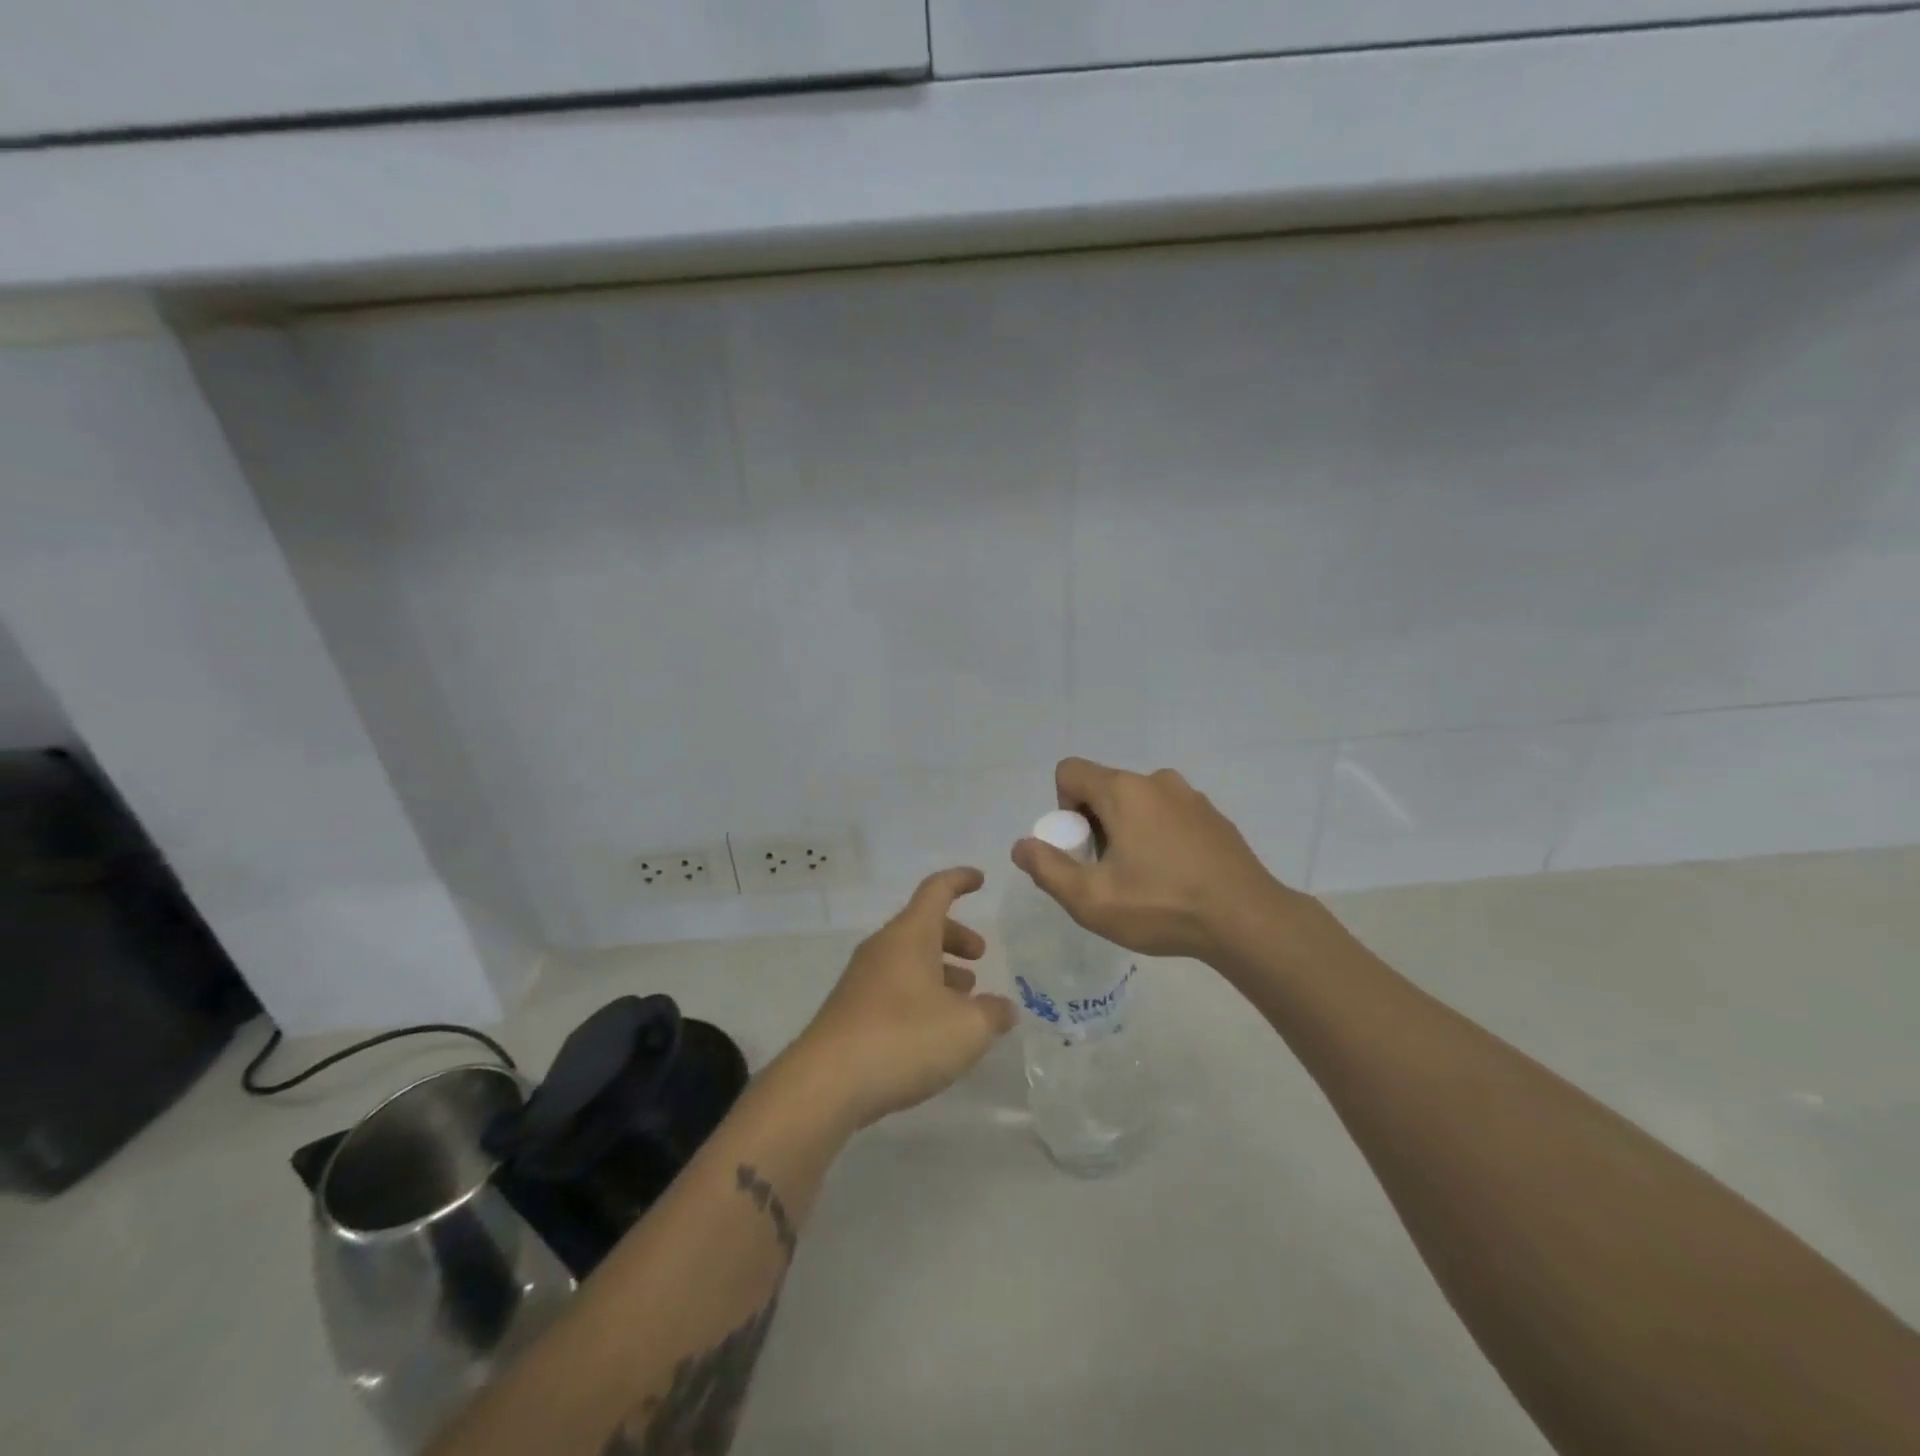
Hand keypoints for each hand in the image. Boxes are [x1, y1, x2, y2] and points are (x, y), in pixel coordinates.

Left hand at [790, 867, 1016, 1130]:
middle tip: (980, 956)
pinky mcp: (850, 1012)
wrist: (827, 1084)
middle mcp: (883, 948)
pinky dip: (920, 994)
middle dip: (955, 936)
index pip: (936, 890)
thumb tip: (1004, 1008)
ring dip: (938, 969)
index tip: (980, 879)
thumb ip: (993, 1014)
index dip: (960, 880)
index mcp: (910, 935)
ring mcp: (862, 980)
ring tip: (965, 999)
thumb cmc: (904, 1039)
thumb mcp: (967, 1028)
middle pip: (922, 926)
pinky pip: (893, 988)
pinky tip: (935, 1030)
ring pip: (907, 959)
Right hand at [1011, 757, 1296, 963]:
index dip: (1062, 809)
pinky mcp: (1214, 816)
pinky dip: (1159, 837)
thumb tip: (1022, 846)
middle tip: (1109, 874)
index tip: (1081, 850)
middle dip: (1094, 825)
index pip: (1070, 772)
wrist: (1248, 921)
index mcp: (1123, 790)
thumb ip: (1047, 868)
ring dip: (1127, 831)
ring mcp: (1191, 796)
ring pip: (1138, 803)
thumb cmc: (1162, 906)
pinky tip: (1175, 878)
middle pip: (1104, 789)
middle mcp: (1156, 780)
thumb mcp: (1091, 899)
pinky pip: (1168, 815)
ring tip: (1143, 880)